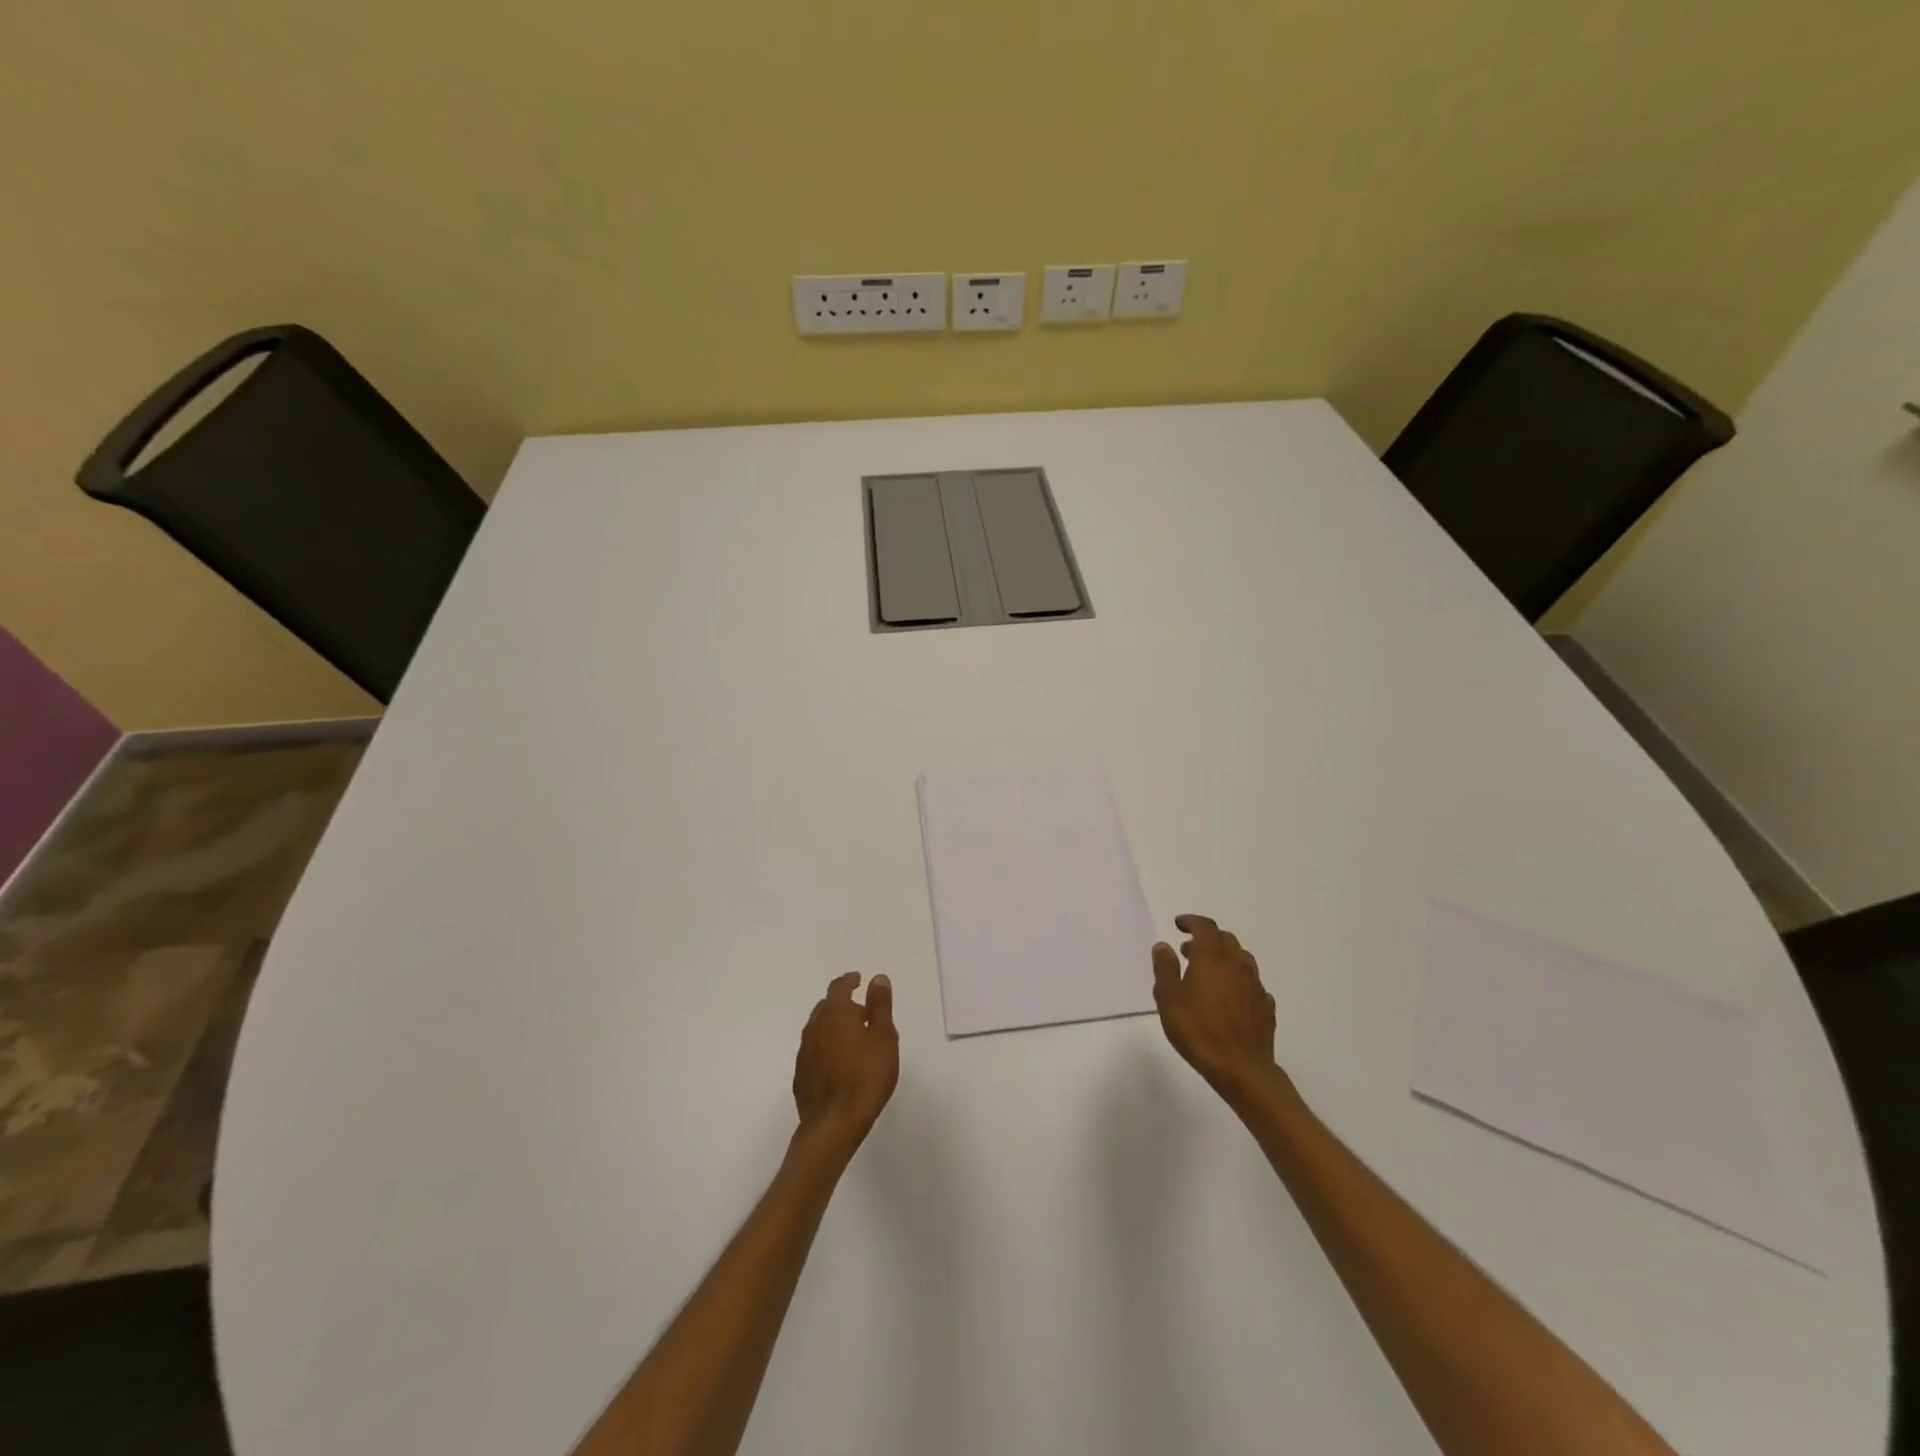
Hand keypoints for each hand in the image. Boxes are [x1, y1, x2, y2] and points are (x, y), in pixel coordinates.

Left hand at [793, 972, 898, 1145]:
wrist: (833, 1125)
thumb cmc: (865, 1077)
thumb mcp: (883, 1038)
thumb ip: (880, 1006)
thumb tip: (877, 978)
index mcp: (835, 1013)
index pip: (839, 987)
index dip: (849, 981)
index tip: (858, 979)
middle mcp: (814, 1027)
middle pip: (827, 1007)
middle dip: (844, 1004)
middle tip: (863, 1013)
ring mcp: (804, 1052)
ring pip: (819, 1028)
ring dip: (834, 1026)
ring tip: (854, 1038)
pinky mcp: (801, 1076)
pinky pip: (815, 1050)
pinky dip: (827, 1047)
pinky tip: (839, 1062)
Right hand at [1153, 914, 1286, 1101]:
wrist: (1241, 1068)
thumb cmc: (1198, 1030)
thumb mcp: (1169, 998)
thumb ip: (1165, 968)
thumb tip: (1164, 945)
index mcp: (1212, 959)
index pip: (1205, 927)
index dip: (1192, 921)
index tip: (1179, 924)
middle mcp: (1237, 965)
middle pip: (1226, 939)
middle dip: (1207, 938)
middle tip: (1189, 950)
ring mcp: (1255, 986)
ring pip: (1242, 959)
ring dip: (1225, 957)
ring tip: (1210, 972)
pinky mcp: (1266, 1007)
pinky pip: (1252, 983)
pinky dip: (1239, 980)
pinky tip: (1231, 995)